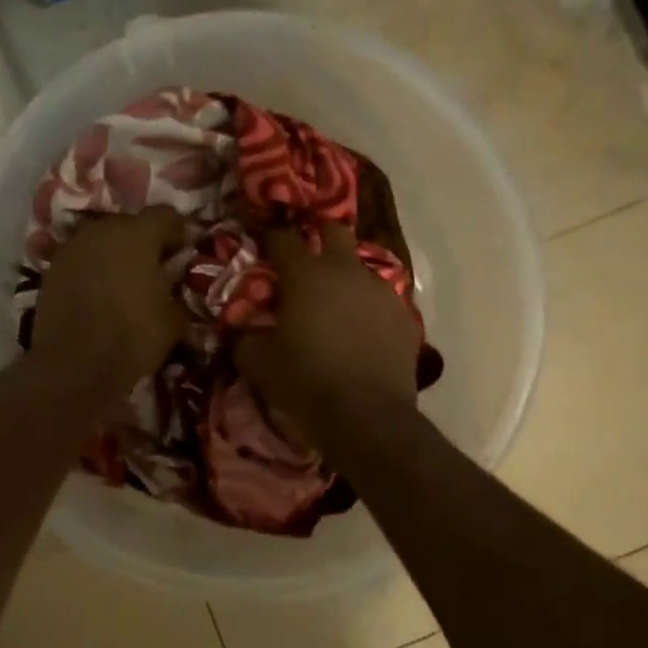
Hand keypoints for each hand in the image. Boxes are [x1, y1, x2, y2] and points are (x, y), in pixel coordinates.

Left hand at [30, 207, 187, 397]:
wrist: (74, 367)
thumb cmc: (133, 336)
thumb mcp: (174, 319)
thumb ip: (177, 291)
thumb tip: (174, 285)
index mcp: (137, 233)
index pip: (167, 216)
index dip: (181, 232)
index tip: (188, 251)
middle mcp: (101, 230)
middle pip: (130, 226)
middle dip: (146, 243)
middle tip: (158, 268)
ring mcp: (71, 248)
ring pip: (102, 242)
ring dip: (116, 256)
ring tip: (127, 282)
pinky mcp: (51, 270)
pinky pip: (81, 262)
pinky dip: (93, 271)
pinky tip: (101, 294)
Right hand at [237, 224, 420, 447]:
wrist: (366, 417)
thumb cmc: (304, 381)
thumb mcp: (257, 362)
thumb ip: (245, 335)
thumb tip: (244, 327)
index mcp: (305, 274)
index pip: (282, 238)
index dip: (269, 236)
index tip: (261, 241)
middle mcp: (346, 271)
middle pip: (333, 231)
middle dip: (318, 235)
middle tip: (305, 257)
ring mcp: (380, 292)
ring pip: (360, 269)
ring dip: (344, 278)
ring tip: (333, 306)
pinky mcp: (404, 317)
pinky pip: (380, 302)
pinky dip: (366, 309)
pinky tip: (359, 334)